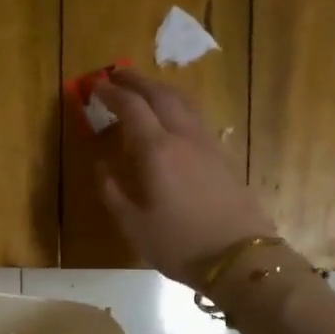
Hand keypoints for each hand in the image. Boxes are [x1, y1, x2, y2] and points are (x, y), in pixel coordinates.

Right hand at [91, 72, 276, 286]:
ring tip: (145, 90)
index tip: (96, 86)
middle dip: (137, 81)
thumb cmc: (179, 245)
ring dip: (161, 90)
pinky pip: (196, 118)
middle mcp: (183, 137)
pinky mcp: (223, 157)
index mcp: (157, 151)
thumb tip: (100, 168)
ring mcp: (208, 145)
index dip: (111, 94)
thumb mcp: (134, 226)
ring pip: (184, 102)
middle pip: (161, 95)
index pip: (132, 108)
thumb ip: (113, 193)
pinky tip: (173, 119)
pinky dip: (178, 107)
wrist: (239, 258)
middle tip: (118, 75)